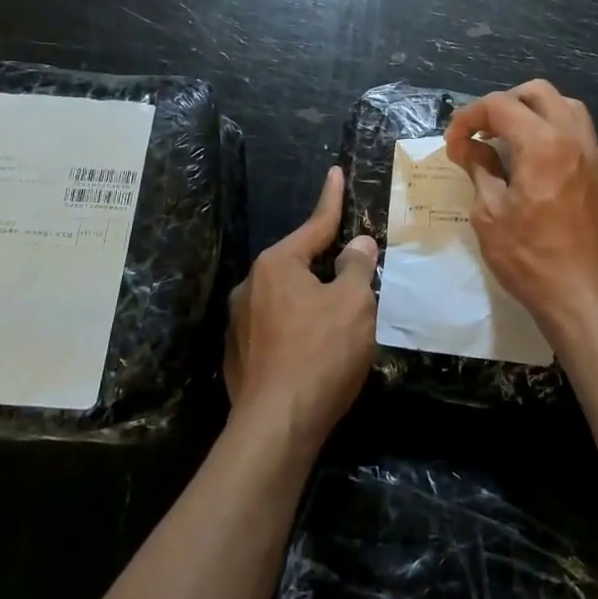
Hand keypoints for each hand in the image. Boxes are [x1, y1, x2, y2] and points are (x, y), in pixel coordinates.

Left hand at [225, 166, 378, 448]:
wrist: (277, 427)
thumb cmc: (321, 354)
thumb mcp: (353, 304)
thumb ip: (356, 267)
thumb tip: (358, 245)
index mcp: (277, 265)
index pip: (314, 225)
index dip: (331, 199)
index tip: (334, 172)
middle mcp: (250, 286)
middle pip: (299, 264)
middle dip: (326, 265)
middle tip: (354, 272)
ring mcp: (239, 323)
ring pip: (287, 298)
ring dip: (312, 301)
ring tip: (339, 323)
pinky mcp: (239, 356)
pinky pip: (276, 328)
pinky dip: (298, 329)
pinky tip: (315, 353)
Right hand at [445, 80, 597, 342]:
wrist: (588, 299)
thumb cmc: (531, 259)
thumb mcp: (490, 215)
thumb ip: (480, 171)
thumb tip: (468, 148)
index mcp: (542, 144)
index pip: (499, 105)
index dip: (468, 117)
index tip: (453, 143)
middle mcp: (572, 138)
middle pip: (537, 92)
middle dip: (503, 104)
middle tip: (480, 133)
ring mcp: (592, 155)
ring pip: (564, 106)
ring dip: (532, 112)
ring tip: (506, 140)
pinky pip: (576, 131)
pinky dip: (551, 130)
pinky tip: (531, 160)